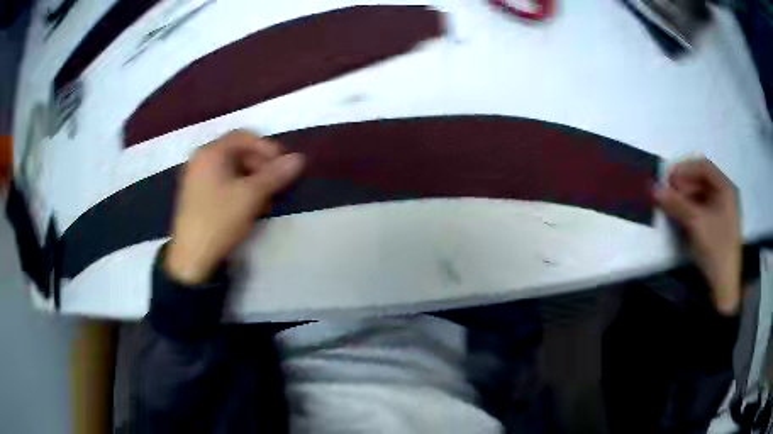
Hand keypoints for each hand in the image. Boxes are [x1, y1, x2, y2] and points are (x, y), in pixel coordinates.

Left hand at [165, 131, 304, 283]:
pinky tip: (250, 207)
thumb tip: (299, 159)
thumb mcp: (251, 196)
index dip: (267, 147)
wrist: (191, 257)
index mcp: (211, 152)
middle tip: (276, 184)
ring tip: (266, 200)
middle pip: (237, 152)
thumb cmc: (220, 219)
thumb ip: (276, 174)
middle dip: (260, 166)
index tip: (283, 165)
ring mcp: (196, 178)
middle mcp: (201, 160)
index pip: (244, 137)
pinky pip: (222, 183)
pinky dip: (239, 189)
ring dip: (252, 180)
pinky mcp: (196, 196)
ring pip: (231, 170)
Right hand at [654, 158, 741, 315]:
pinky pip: (702, 208)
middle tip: (668, 192)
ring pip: (701, 195)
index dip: (685, 168)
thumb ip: (676, 204)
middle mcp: (725, 195)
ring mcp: (722, 211)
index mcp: (725, 188)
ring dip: (685, 196)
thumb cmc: (716, 249)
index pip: (703, 166)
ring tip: (672, 204)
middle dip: (684, 183)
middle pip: (702, 180)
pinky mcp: (717, 226)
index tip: (667, 178)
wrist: (724, 286)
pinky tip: (681, 215)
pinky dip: (690, 208)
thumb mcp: (696, 224)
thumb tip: (653, 188)